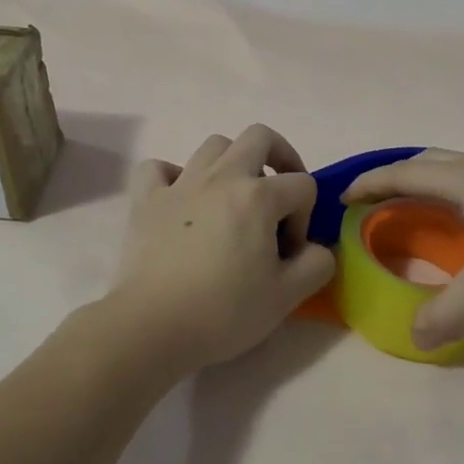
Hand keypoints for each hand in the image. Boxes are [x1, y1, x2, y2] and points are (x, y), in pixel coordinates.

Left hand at [106, 125, 335, 368]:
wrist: (153, 326)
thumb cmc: (224, 312)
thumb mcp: (288, 296)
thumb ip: (317, 264)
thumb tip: (315, 249)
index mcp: (258, 196)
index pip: (302, 185)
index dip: (305, 217)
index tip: (289, 252)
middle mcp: (221, 177)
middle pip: (259, 137)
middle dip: (280, 157)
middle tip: (280, 193)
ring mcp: (180, 184)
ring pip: (213, 146)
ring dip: (232, 163)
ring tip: (233, 198)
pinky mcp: (146, 200)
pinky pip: (158, 168)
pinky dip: (173, 176)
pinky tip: (181, 200)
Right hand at [342, 150, 463, 348]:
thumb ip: (448, 314)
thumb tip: (414, 337)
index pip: (404, 174)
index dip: (371, 183)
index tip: (344, 196)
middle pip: (431, 162)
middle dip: (398, 178)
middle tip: (378, 202)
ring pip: (461, 170)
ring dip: (432, 185)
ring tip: (422, 212)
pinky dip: (461, 195)